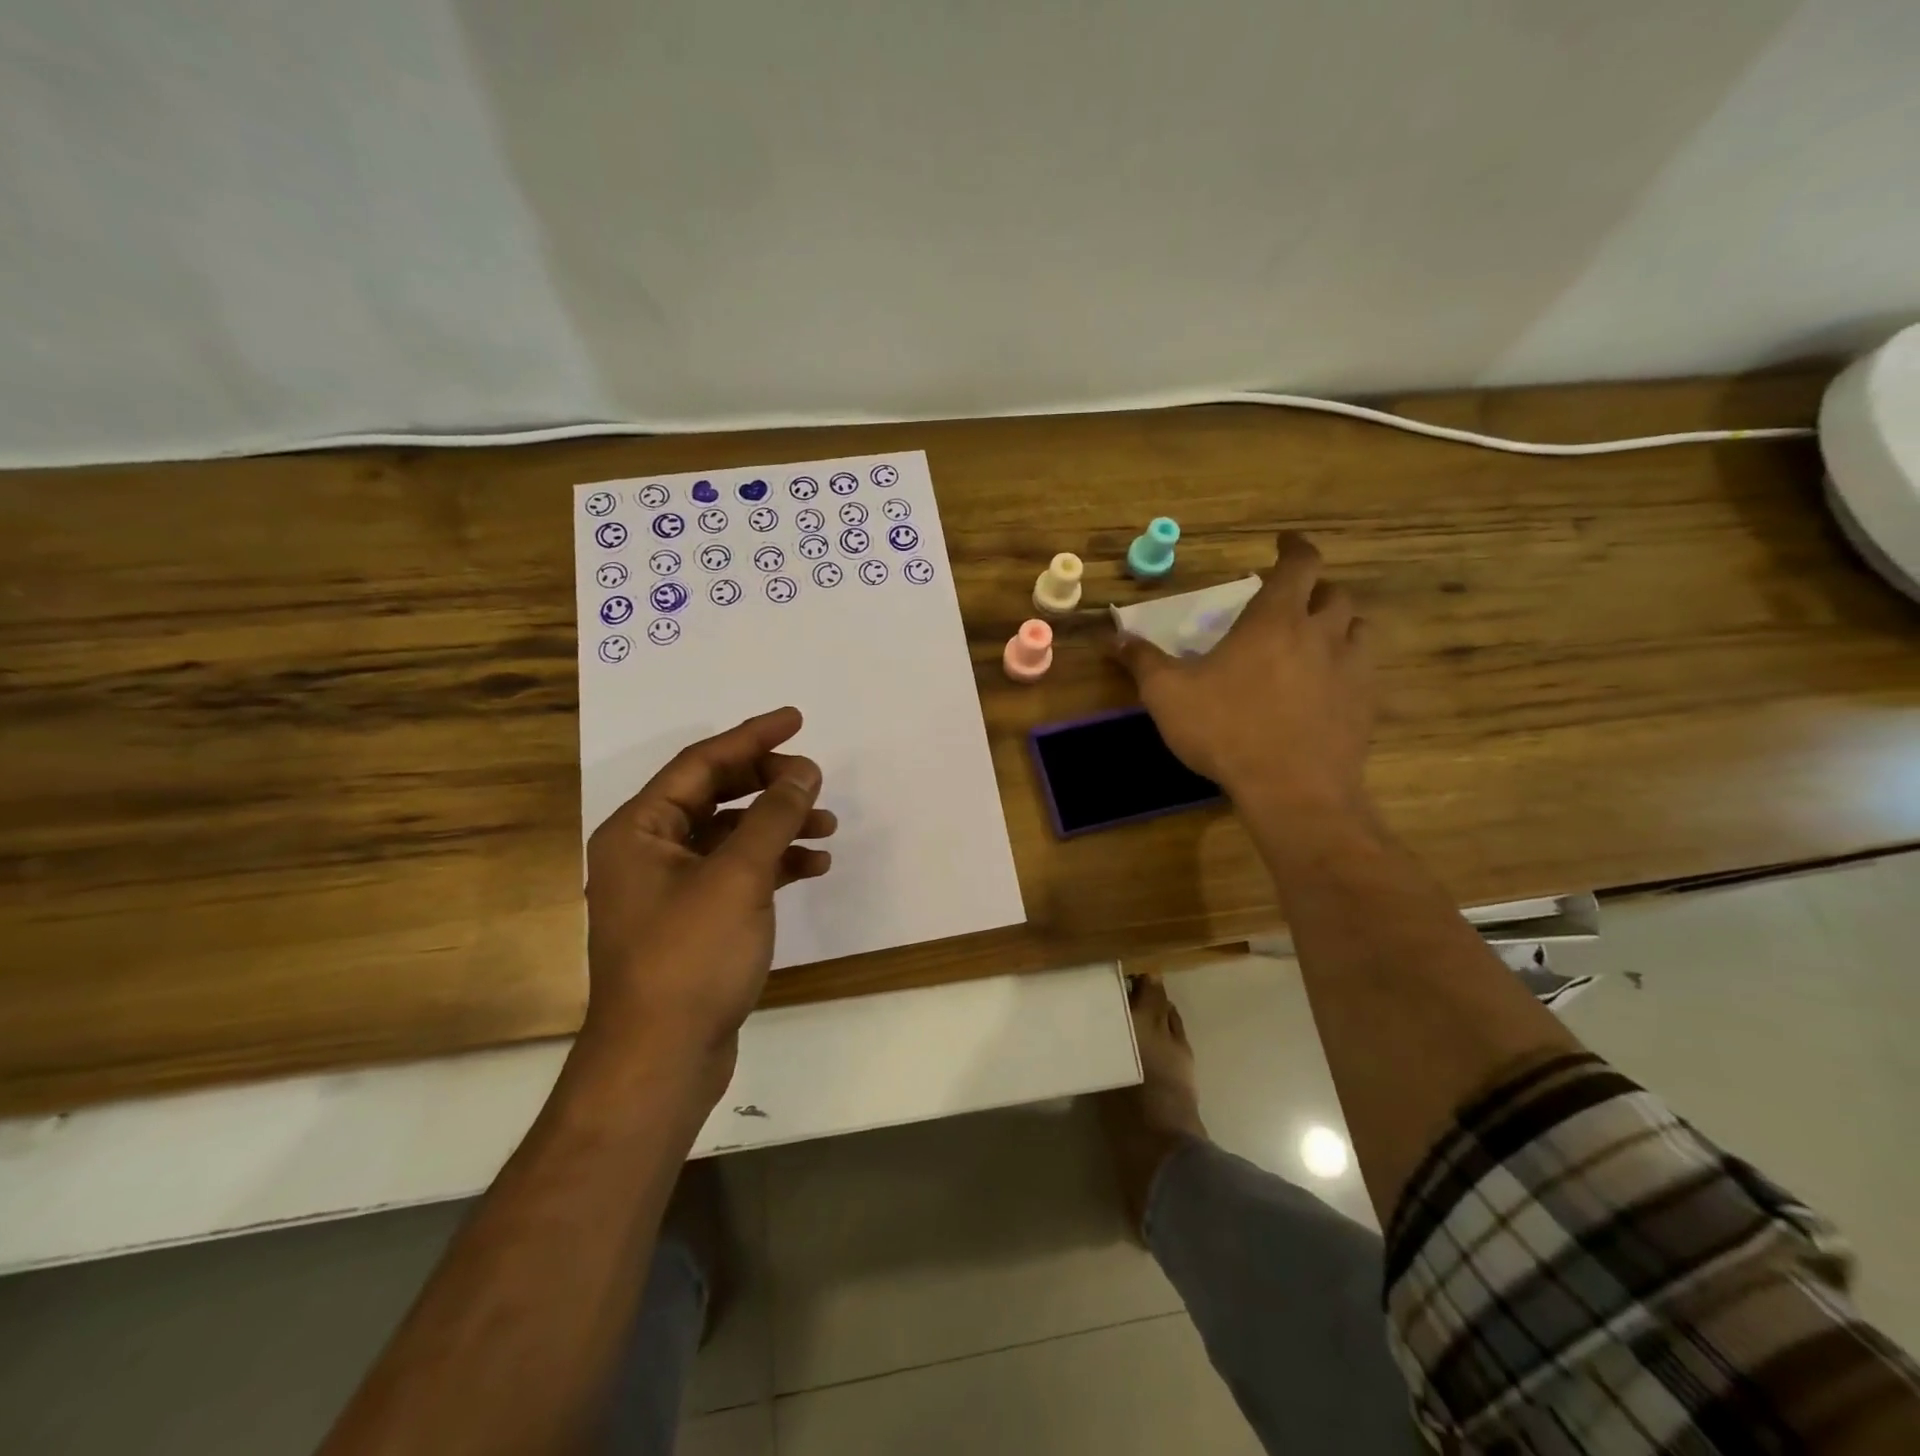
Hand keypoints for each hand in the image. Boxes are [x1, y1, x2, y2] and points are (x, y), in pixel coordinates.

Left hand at [581, 708, 834, 1084]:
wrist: (662, 1060)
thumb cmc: (690, 957)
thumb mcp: (739, 877)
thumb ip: (773, 816)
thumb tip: (803, 771)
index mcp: (639, 830)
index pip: (701, 764)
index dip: (752, 738)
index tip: (796, 720)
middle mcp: (648, 852)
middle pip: (715, 795)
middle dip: (768, 785)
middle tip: (815, 780)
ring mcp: (671, 889)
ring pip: (731, 835)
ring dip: (777, 825)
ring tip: (827, 827)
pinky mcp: (695, 921)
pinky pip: (737, 873)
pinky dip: (773, 864)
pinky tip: (812, 867)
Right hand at [1114, 533, 1373, 815]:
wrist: (1293, 789)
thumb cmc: (1226, 730)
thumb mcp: (1168, 695)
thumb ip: (1143, 661)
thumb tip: (1115, 637)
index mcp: (1275, 620)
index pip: (1300, 564)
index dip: (1295, 547)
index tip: (1285, 543)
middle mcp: (1321, 634)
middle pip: (1335, 593)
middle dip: (1316, 589)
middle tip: (1294, 601)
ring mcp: (1351, 670)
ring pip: (1358, 629)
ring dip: (1339, 625)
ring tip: (1317, 640)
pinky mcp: (1365, 705)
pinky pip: (1364, 671)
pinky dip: (1348, 667)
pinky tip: (1327, 688)